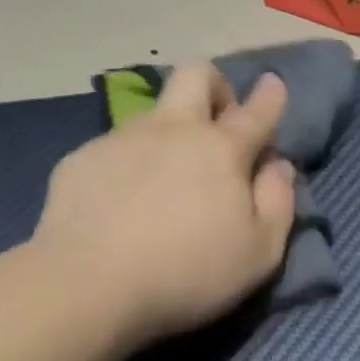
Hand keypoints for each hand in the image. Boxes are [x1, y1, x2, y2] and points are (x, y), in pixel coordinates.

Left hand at [33, 65, 298, 347]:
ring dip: (168, 134)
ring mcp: (122, 139)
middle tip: (217, 123)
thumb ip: (279, 202)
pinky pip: (113, 149)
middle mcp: (173, 129)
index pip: (257, 110)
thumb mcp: (259, 253)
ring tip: (162, 185)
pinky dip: (127, 167)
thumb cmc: (187, 272)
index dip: (270, 95)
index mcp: (221, 148)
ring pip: (153, 114)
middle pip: (196, 74)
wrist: (86, 286)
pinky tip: (119, 207)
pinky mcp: (80, 160)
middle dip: (215, 85)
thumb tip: (278, 167)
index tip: (273, 85)